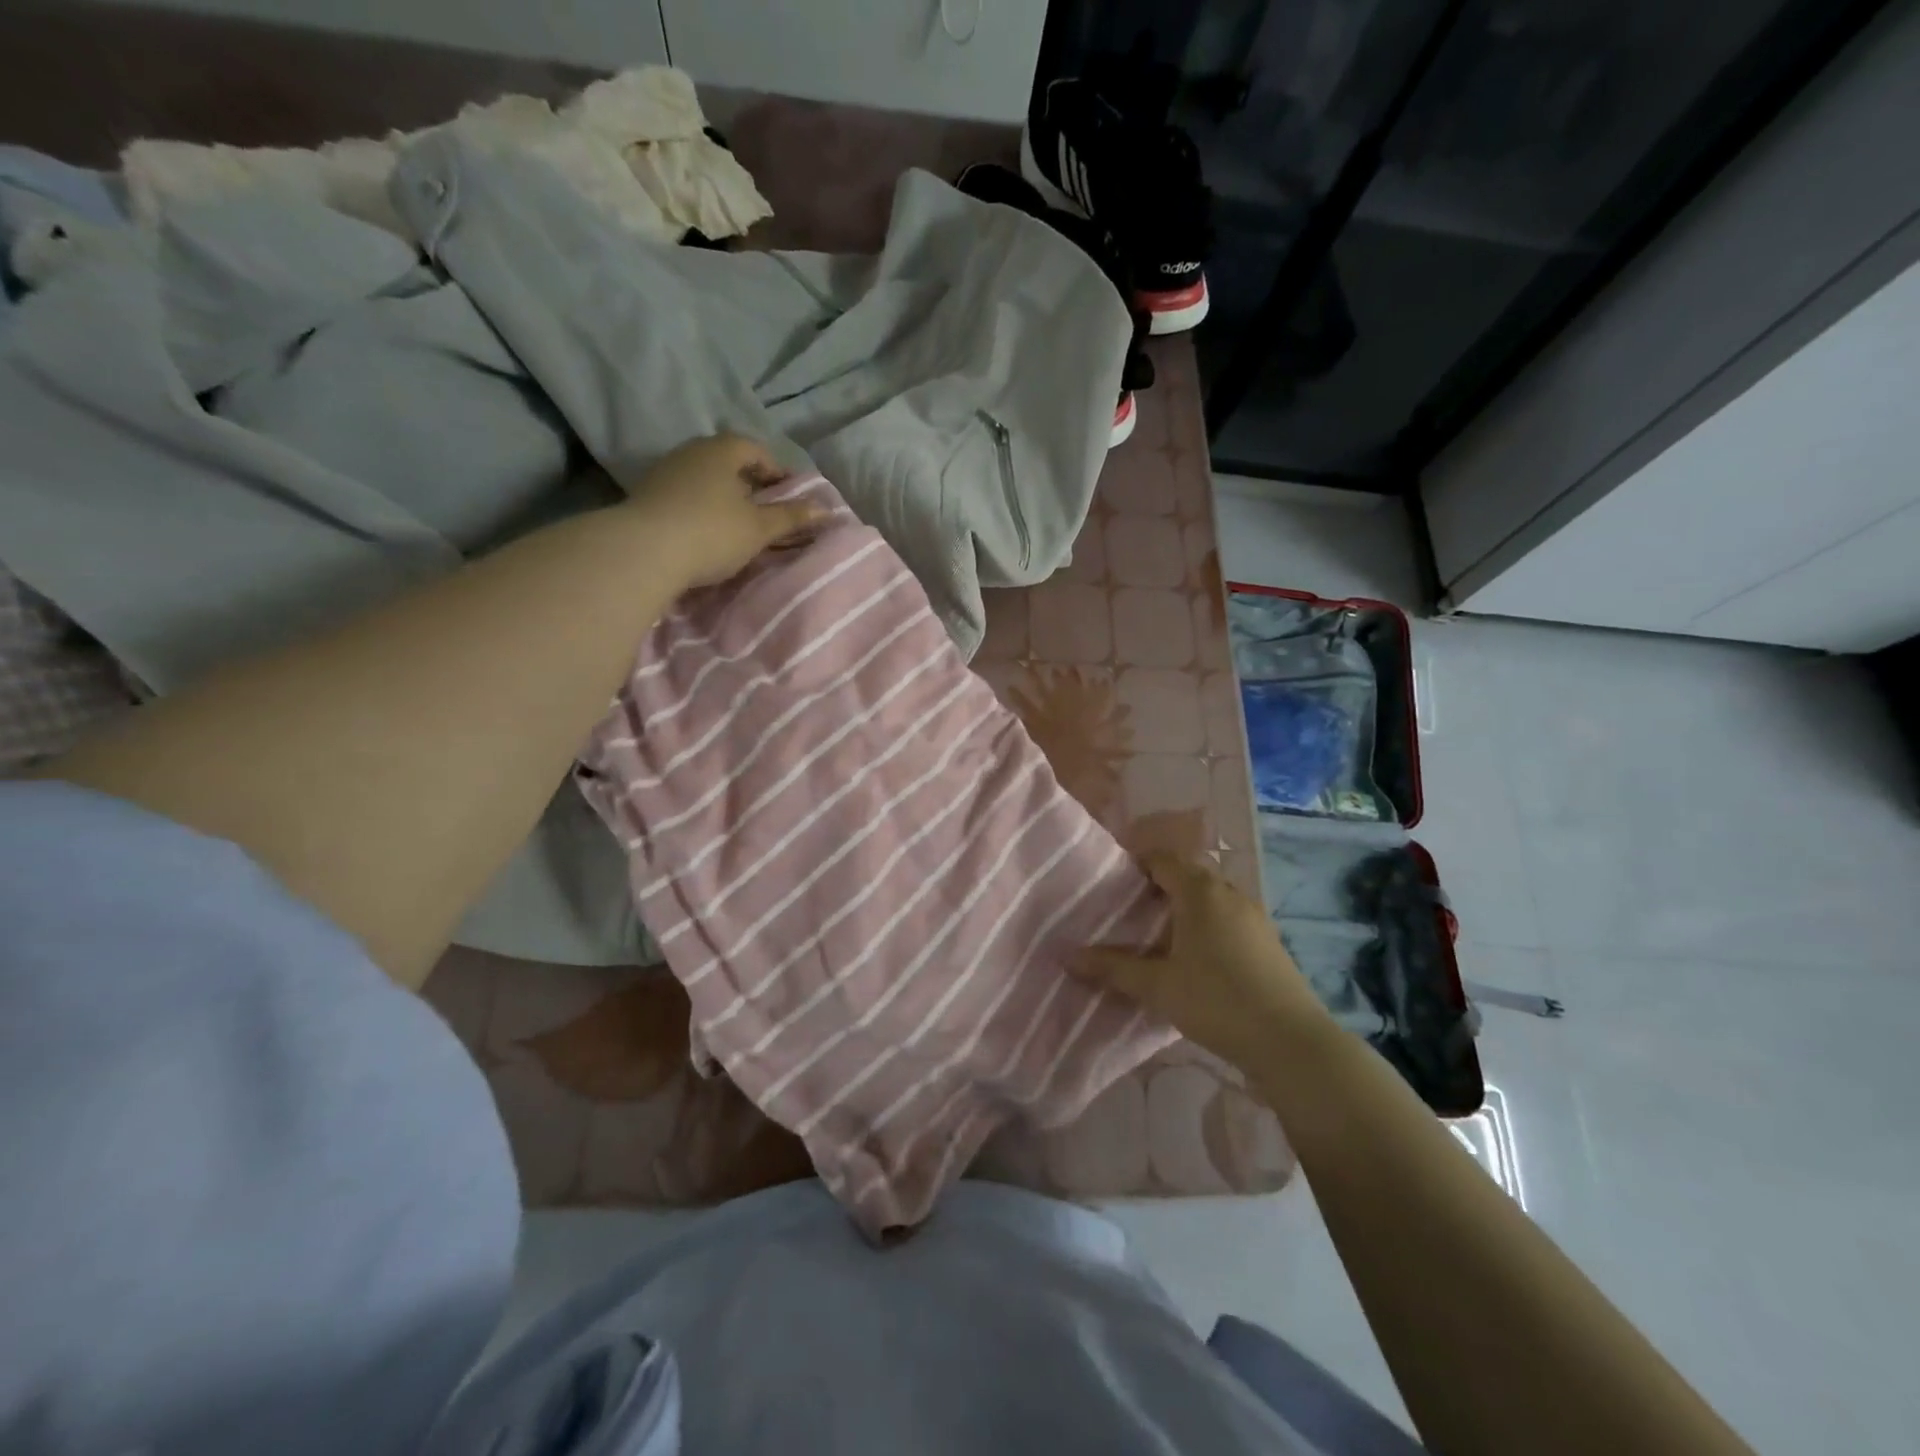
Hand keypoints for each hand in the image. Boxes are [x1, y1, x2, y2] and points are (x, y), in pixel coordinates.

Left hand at [626, 434, 824, 589]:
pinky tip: (705, 532)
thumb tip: (825, 509)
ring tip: (736, 524)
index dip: (776, 471)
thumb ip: (791, 517)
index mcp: (722, 450)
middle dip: (749, 483)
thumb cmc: (712, 532)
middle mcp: (692, 451)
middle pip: (727, 461)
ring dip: (722, 496)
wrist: (643, 551)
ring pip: (704, 478)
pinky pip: (684, 494)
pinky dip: (699, 507)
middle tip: (764, 510)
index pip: (756, 449)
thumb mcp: (759, 528)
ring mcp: (665, 471)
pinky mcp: (646, 495)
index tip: (788, 496)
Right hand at [1073, 853, 1330, 1069]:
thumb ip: (1112, 968)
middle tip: (1129, 908)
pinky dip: (1206, 922)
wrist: (1291, 1041)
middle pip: (1188, 874)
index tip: (1113, 881)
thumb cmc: (1216, 1001)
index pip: (1162, 858)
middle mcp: (1228, 893)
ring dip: (1184, 905)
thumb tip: (1068, 956)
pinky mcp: (1268, 940)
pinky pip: (1228, 916)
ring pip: (1210, 896)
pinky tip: (1195, 956)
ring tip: (1157, 933)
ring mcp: (1253, 915)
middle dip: (1158, 885)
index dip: (1136, 862)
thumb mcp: (1157, 986)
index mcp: (1200, 891)